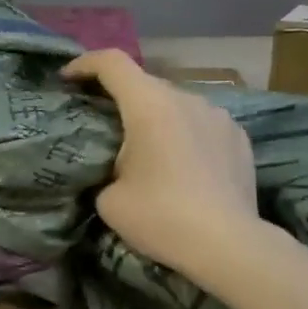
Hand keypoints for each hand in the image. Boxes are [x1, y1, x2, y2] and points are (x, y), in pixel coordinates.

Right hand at [63, 49, 261, 270]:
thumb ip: (104, 170)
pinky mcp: (239, 137)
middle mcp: (187, 98)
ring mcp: (219, 115)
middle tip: (105, 127)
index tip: (67, 79)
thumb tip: (115, 171)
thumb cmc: (160, 217)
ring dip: (157, 119)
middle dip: (121, 99)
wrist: (227, 245)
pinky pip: (202, 125)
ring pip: (177, 105)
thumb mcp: (109, 200)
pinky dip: (186, 135)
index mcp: (150, 105)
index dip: (85, 64)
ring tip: (150, 152)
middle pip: (145, 84)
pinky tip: (184, 166)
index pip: (112, 63)